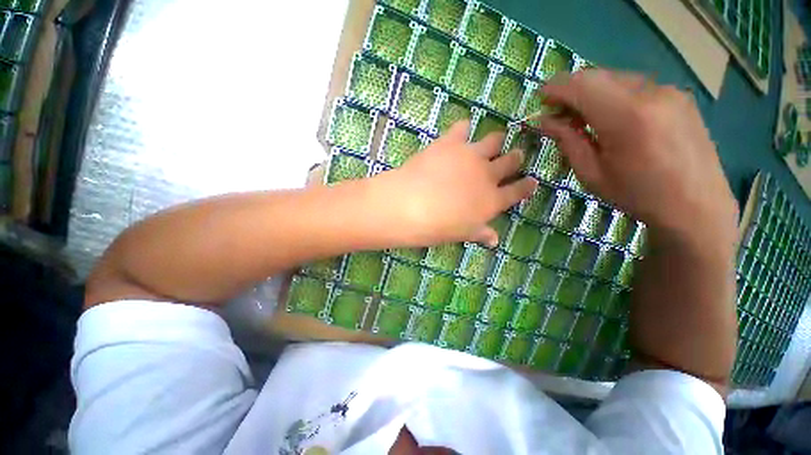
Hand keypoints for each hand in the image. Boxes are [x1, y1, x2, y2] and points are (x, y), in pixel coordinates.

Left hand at [379, 120, 536, 246]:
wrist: (411, 205)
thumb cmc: (437, 228)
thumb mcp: (462, 234)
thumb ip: (480, 233)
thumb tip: (494, 241)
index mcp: (492, 200)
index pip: (518, 191)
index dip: (527, 186)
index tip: (532, 181)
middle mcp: (487, 175)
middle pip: (511, 161)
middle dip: (516, 158)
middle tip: (516, 155)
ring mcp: (470, 155)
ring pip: (494, 140)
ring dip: (496, 140)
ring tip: (494, 140)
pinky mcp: (451, 142)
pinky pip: (462, 127)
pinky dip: (463, 128)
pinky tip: (461, 131)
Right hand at [539, 70, 737, 249]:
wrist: (696, 206)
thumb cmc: (637, 194)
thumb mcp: (591, 173)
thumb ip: (567, 141)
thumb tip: (545, 120)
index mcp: (627, 116)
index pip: (582, 85)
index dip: (556, 88)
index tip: (540, 100)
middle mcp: (651, 93)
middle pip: (599, 76)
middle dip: (572, 90)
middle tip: (558, 114)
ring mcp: (669, 91)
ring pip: (616, 79)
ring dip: (593, 94)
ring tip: (583, 120)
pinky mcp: (679, 96)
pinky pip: (635, 86)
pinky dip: (614, 96)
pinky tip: (612, 119)